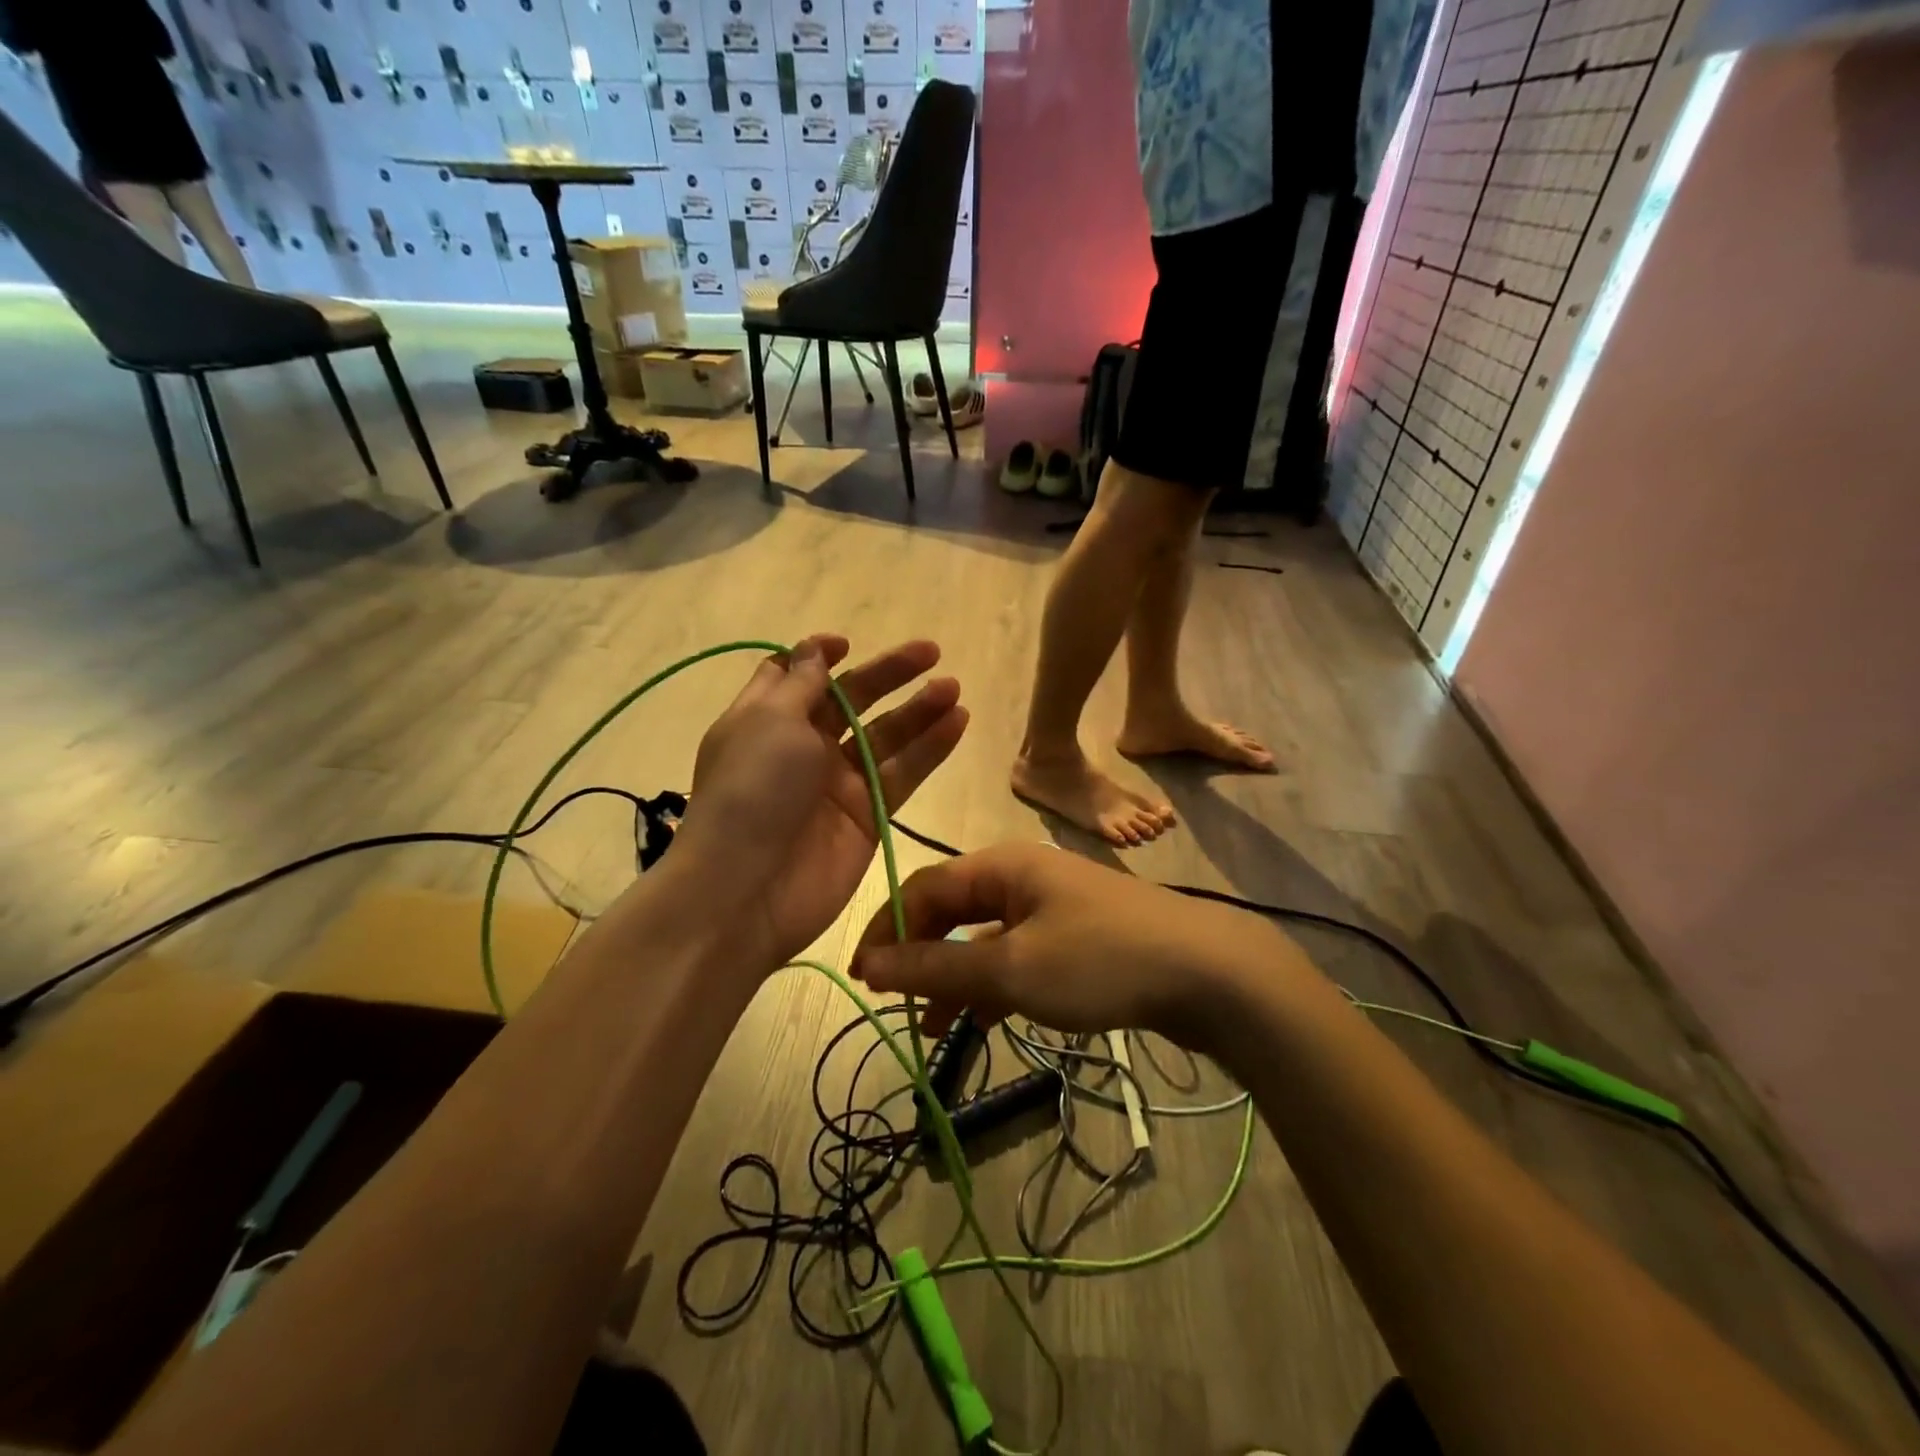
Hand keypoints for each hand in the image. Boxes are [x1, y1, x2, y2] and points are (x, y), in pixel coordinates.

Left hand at [669, 634, 968, 973]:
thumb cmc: (751, 790)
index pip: (796, 677)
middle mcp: (802, 747)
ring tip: (953, 688)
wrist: (747, 891)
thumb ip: (802, 683)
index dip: (822, 657)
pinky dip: (930, 749)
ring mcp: (838, 784)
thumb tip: (816, 650)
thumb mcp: (770, 721)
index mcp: (768, 719)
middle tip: (932, 652)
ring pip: (885, 736)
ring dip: (919, 710)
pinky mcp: (868, 815)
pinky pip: (904, 774)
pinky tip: (958, 722)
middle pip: (852, 700)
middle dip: (889, 674)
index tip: (848, 645)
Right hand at [851, 843, 1318, 1049]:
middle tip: (898, 1006)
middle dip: (922, 956)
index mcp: (1001, 865)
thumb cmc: (1099, 961)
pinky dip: (996, 983)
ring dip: (956, 976)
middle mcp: (1023, 875)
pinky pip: (1018, 953)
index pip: (923, 888)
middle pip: (952, 910)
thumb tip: (870, 965)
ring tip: (932, 1027)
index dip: (887, 931)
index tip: (864, 980)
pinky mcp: (1077, 935)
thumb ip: (936, 966)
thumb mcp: (1009, 969)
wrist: (1210, 974)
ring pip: (985, 937)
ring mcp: (1053, 905)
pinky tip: (985, 1019)